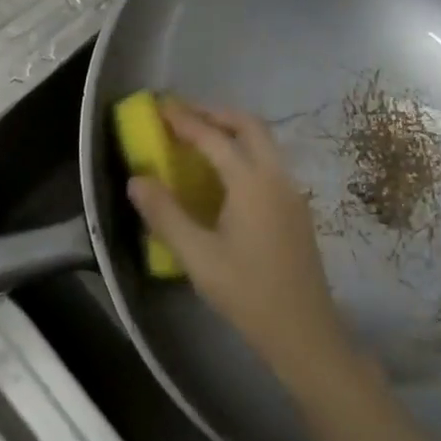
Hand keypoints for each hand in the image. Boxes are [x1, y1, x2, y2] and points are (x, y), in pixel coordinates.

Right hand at [125, 101, 352, 387]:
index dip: (186, 120)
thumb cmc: (247, 293)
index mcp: (252, 183)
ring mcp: (291, 192)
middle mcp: (277, 177)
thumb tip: (137, 180)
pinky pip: (268, 163)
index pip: (215, 138)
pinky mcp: (295, 209)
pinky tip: (223, 175)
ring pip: (264, 143)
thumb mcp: (197, 257)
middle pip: (249, 126)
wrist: (304, 331)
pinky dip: (243, 152)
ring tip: (199, 138)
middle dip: (215, 114)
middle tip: (183, 115)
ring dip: (232, 131)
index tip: (160, 108)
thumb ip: (165, 214)